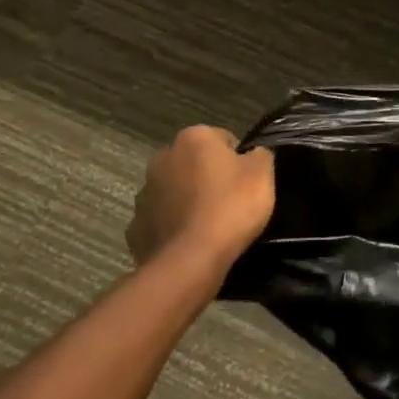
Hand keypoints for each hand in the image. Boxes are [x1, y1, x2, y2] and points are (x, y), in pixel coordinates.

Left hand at [127, 126, 275, 270]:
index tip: (248, 180)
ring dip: (188, 200)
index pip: (222, 138)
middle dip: (208, 176)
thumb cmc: (231, 206)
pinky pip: (161, 221)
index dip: (238, 159)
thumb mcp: (262, 173)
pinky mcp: (136, 227)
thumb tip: (252, 154)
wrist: (191, 260)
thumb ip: (259, 155)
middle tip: (231, 200)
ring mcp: (144, 194)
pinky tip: (191, 241)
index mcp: (193, 138)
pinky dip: (174, 226)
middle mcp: (162, 158)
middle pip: (193, 163)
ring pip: (174, 191)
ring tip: (210, 224)